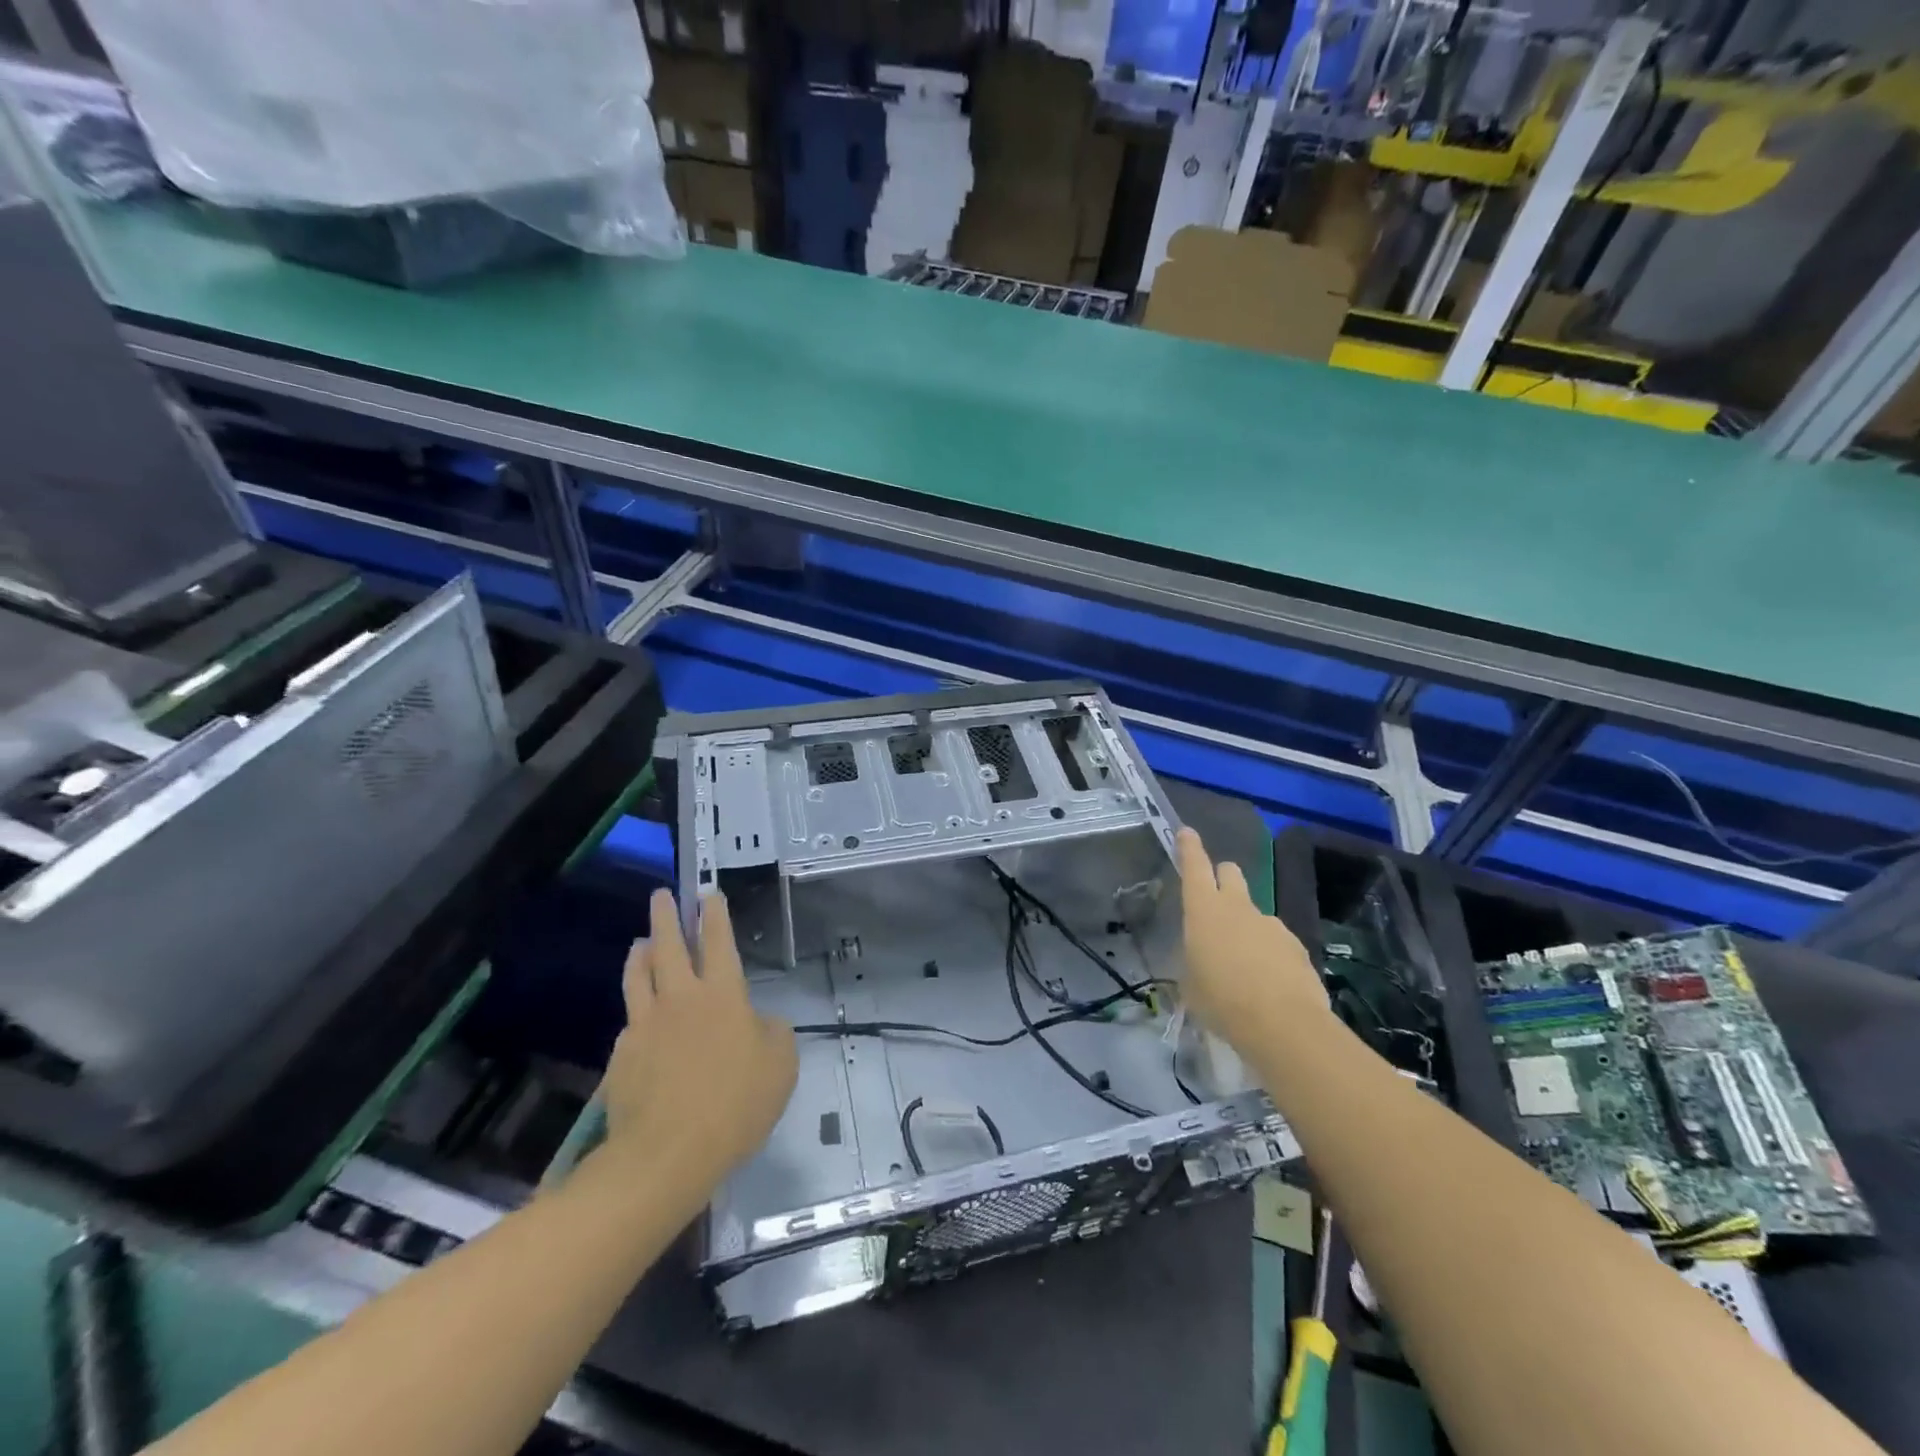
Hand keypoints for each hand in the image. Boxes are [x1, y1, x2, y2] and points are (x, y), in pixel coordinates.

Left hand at [600, 890, 797, 1190]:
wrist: (667, 1154)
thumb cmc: (736, 1103)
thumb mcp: (781, 1064)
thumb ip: (773, 1032)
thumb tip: (757, 1021)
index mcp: (722, 994)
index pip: (718, 941)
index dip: (715, 914)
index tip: (709, 893)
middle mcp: (680, 998)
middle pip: (669, 946)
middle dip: (667, 916)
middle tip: (662, 895)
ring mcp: (645, 1025)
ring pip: (639, 977)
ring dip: (641, 954)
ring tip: (639, 942)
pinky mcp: (621, 1056)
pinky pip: (629, 1022)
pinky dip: (635, 1010)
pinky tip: (637, 1019)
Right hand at [1177, 827, 1327, 1049]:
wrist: (1283, 1025)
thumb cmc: (1221, 1001)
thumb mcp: (1191, 983)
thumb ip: (1195, 960)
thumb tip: (1203, 959)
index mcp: (1204, 911)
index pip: (1194, 866)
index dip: (1189, 847)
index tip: (1187, 831)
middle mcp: (1238, 907)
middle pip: (1231, 873)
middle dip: (1223, 878)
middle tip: (1216, 902)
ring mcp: (1271, 924)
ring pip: (1255, 912)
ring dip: (1247, 927)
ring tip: (1244, 967)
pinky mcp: (1296, 946)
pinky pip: (1276, 941)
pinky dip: (1270, 953)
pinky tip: (1269, 984)